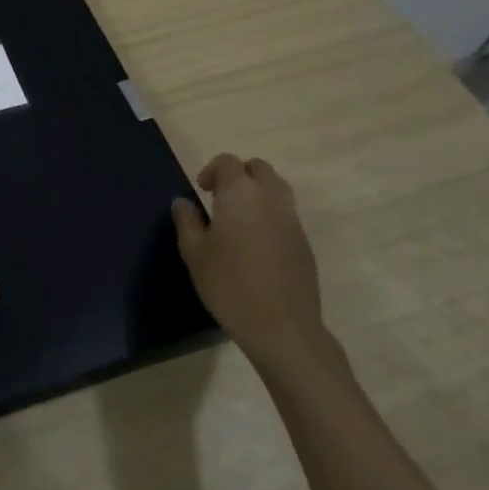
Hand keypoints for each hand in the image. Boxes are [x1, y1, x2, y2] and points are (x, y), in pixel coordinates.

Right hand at [171, 155, 327, 369]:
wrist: (281, 327)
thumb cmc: (229, 285)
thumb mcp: (194, 253)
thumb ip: (187, 221)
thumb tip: (183, 202)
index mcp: (241, 194)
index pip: (229, 162)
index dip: (212, 170)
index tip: (201, 191)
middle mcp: (271, 198)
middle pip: (259, 169)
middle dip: (239, 175)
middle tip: (221, 199)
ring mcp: (292, 220)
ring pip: (277, 189)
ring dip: (258, 193)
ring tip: (239, 219)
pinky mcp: (305, 243)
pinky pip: (286, 214)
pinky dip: (271, 216)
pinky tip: (257, 245)